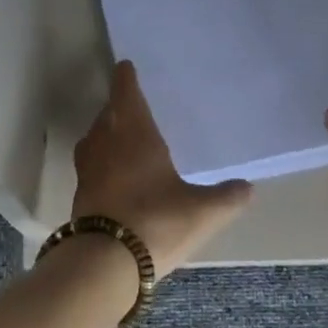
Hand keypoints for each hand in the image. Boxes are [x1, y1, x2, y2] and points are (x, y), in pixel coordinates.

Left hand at [72, 60, 253, 275]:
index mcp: (134, 131)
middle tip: (135, 104)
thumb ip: (226, 197)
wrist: (104, 261)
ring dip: (107, 131)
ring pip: (96, 136)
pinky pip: (92, 162)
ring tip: (124, 136)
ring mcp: (88, 166)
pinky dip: (102, 158)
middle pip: (109, 112)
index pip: (126, 92)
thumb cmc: (156, 221)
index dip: (126, 78)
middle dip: (120, 106)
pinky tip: (116, 172)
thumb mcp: (202, 211)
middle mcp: (106, 140)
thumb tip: (248, 187)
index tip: (126, 66)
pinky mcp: (80, 191)